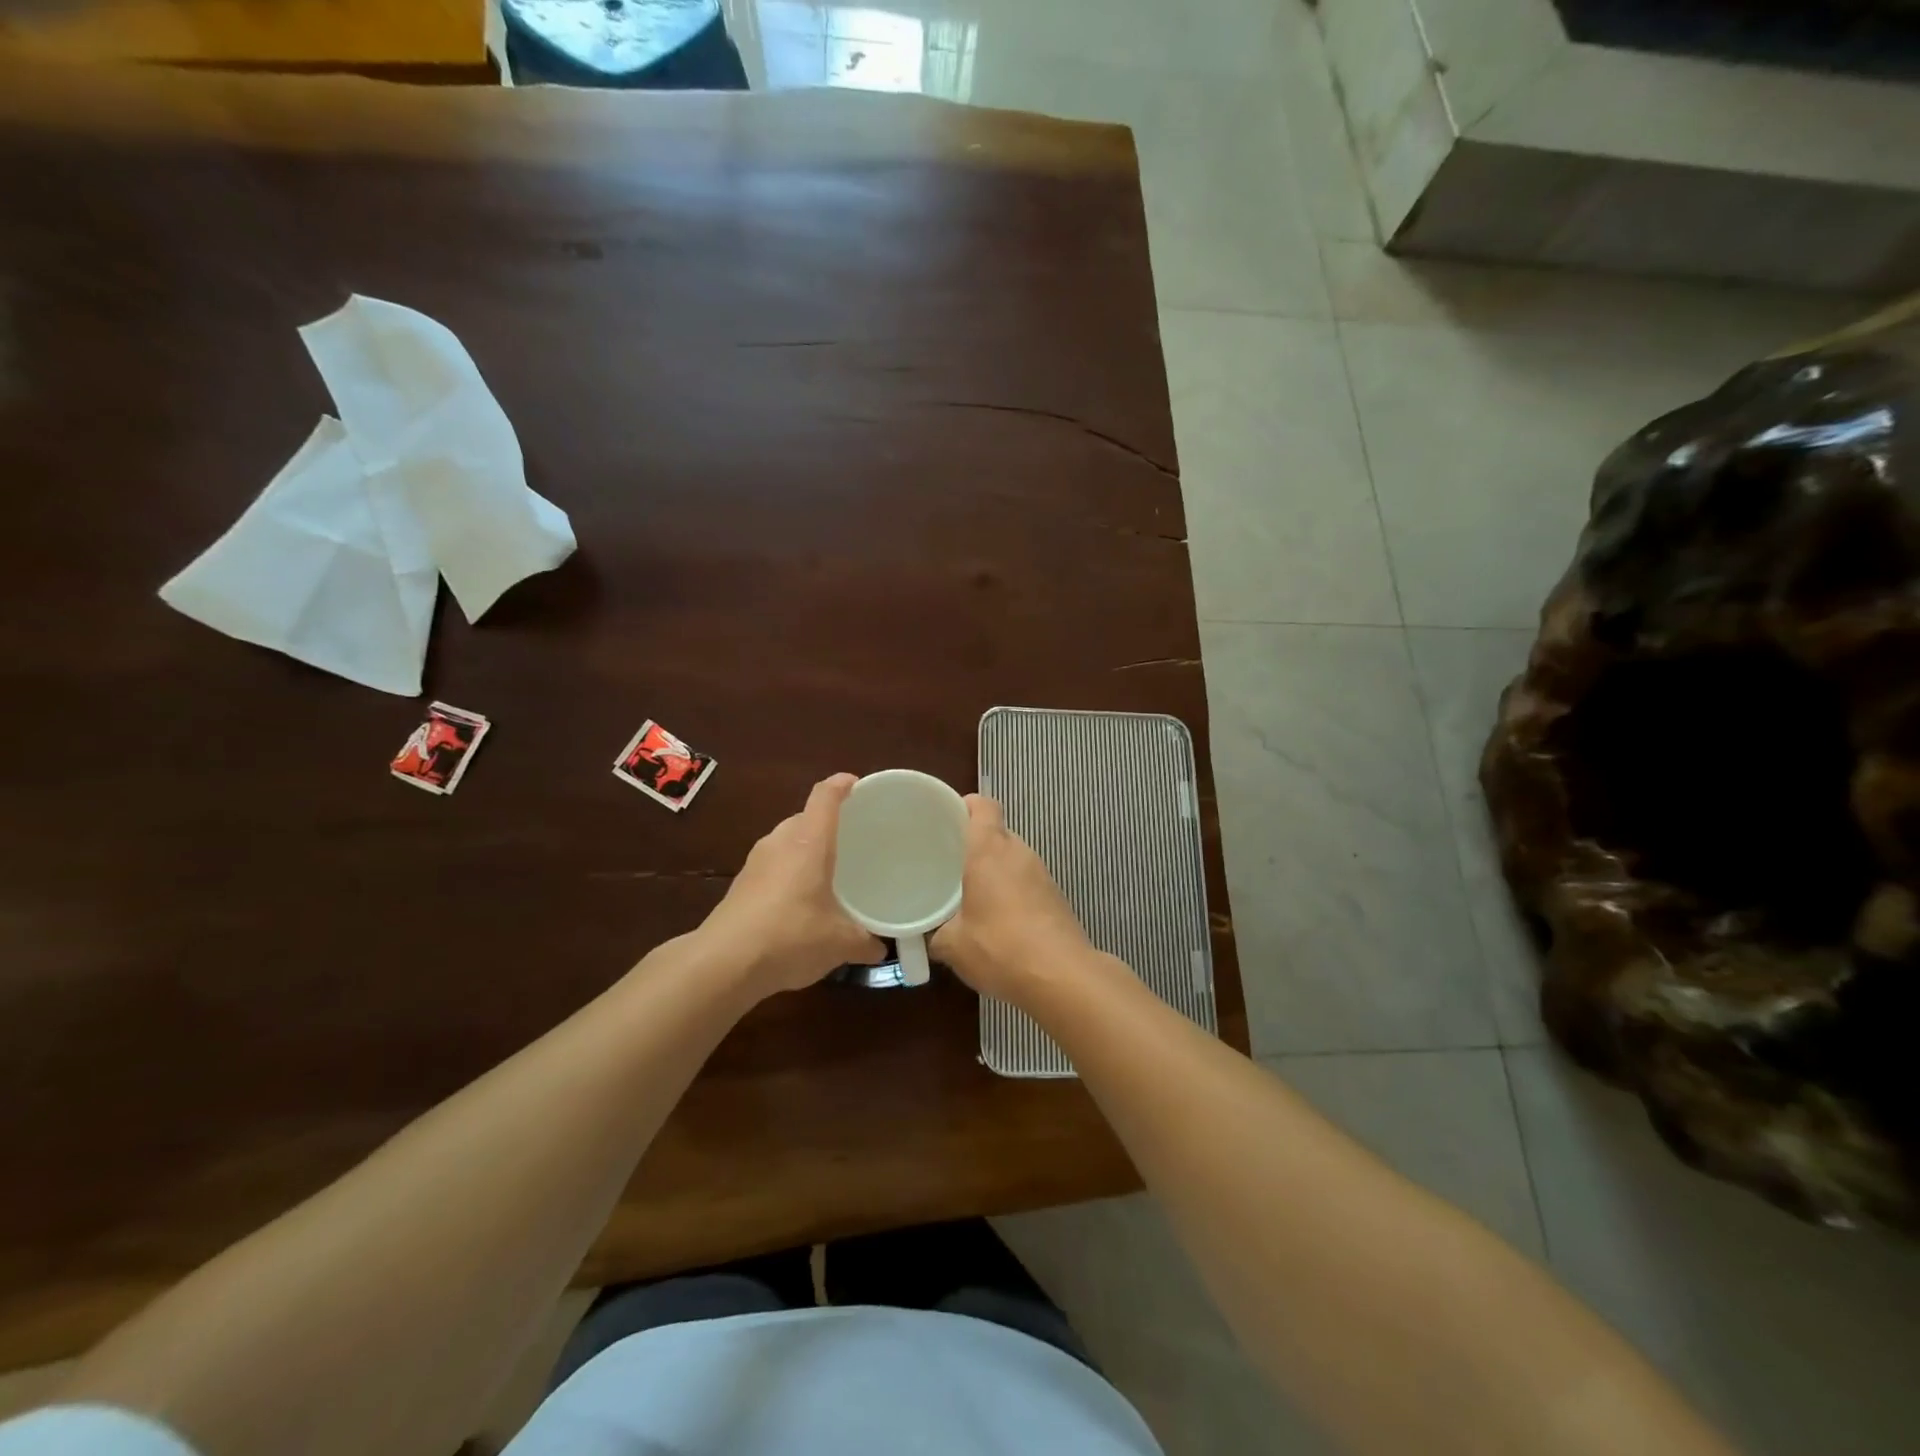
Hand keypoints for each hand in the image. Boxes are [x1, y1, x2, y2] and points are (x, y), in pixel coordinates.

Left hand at [701, 774, 884, 995]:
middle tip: (851, 839)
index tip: (857, 785)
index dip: (842, 785)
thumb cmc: (791, 936)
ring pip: (787, 841)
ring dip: (805, 849)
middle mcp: (781, 842)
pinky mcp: (741, 884)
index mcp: (809, 841)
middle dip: (827, 824)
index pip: (825, 796)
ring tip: (828, 871)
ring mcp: (756, 861)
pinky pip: (773, 864)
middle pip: (805, 817)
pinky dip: (789, 872)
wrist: (724, 963)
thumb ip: (865, 942)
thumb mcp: (840, 943)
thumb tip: (879, 949)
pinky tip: (800, 900)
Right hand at [931, 794, 1093, 1002]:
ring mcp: (1043, 875)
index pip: (983, 806)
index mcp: (990, 850)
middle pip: (997, 833)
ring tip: (972, 895)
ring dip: (995, 872)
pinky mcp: (1057, 898)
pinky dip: (1012, 893)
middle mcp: (1019, 853)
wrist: (1062, 976)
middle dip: (975, 845)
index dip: (966, 805)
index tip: (947, 818)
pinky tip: (999, 921)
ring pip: (1013, 859)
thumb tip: (933, 937)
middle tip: (950, 863)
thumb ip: (937, 934)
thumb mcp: (953, 945)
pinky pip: (1028, 883)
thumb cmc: (999, 947)